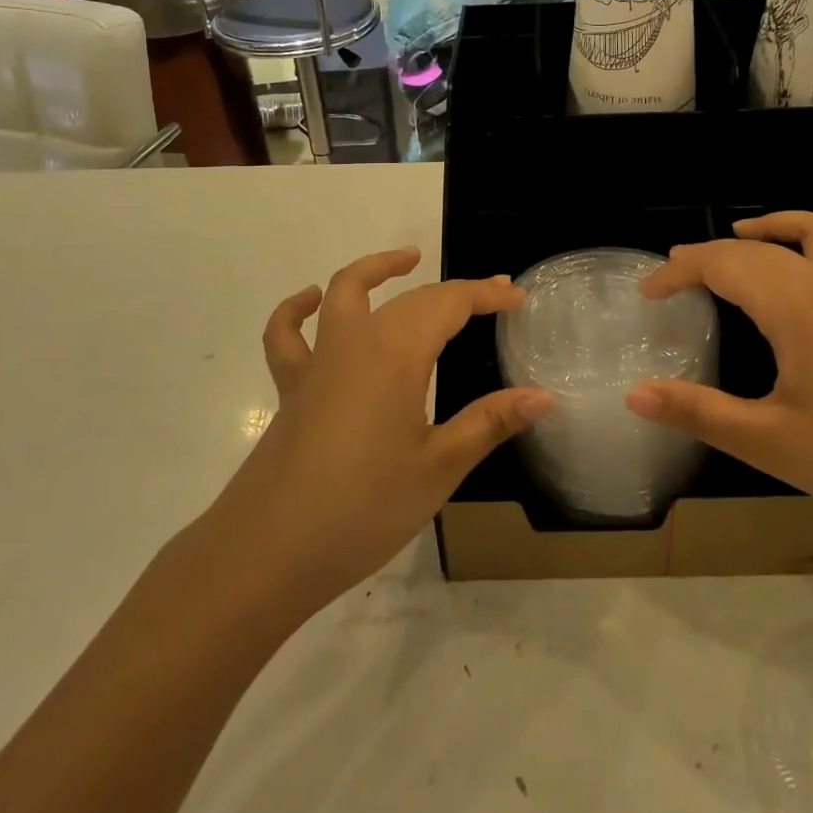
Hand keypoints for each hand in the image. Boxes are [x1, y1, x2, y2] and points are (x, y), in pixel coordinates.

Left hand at [210, 247, 549, 616]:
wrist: (268, 552)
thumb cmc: (363, 508)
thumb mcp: (439, 467)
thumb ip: (490, 423)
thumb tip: (543, 397)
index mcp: (396, 353)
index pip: (450, 303)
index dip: (486, 294)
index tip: (518, 296)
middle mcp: (356, 342)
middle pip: (411, 298)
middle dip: (454, 291)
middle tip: (491, 295)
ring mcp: (317, 362)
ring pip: (344, 292)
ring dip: (376, 270)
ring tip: (407, 260)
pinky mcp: (291, 388)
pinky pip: (288, 335)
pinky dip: (297, 310)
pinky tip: (310, 301)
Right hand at [628, 212, 812, 536]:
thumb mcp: (768, 442)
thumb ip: (698, 412)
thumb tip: (634, 394)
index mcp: (794, 305)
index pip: (722, 264)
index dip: (678, 272)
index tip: (647, 292)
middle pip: (761, 247)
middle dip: (712, 253)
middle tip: (677, 274)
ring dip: (777, 227)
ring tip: (746, 237)